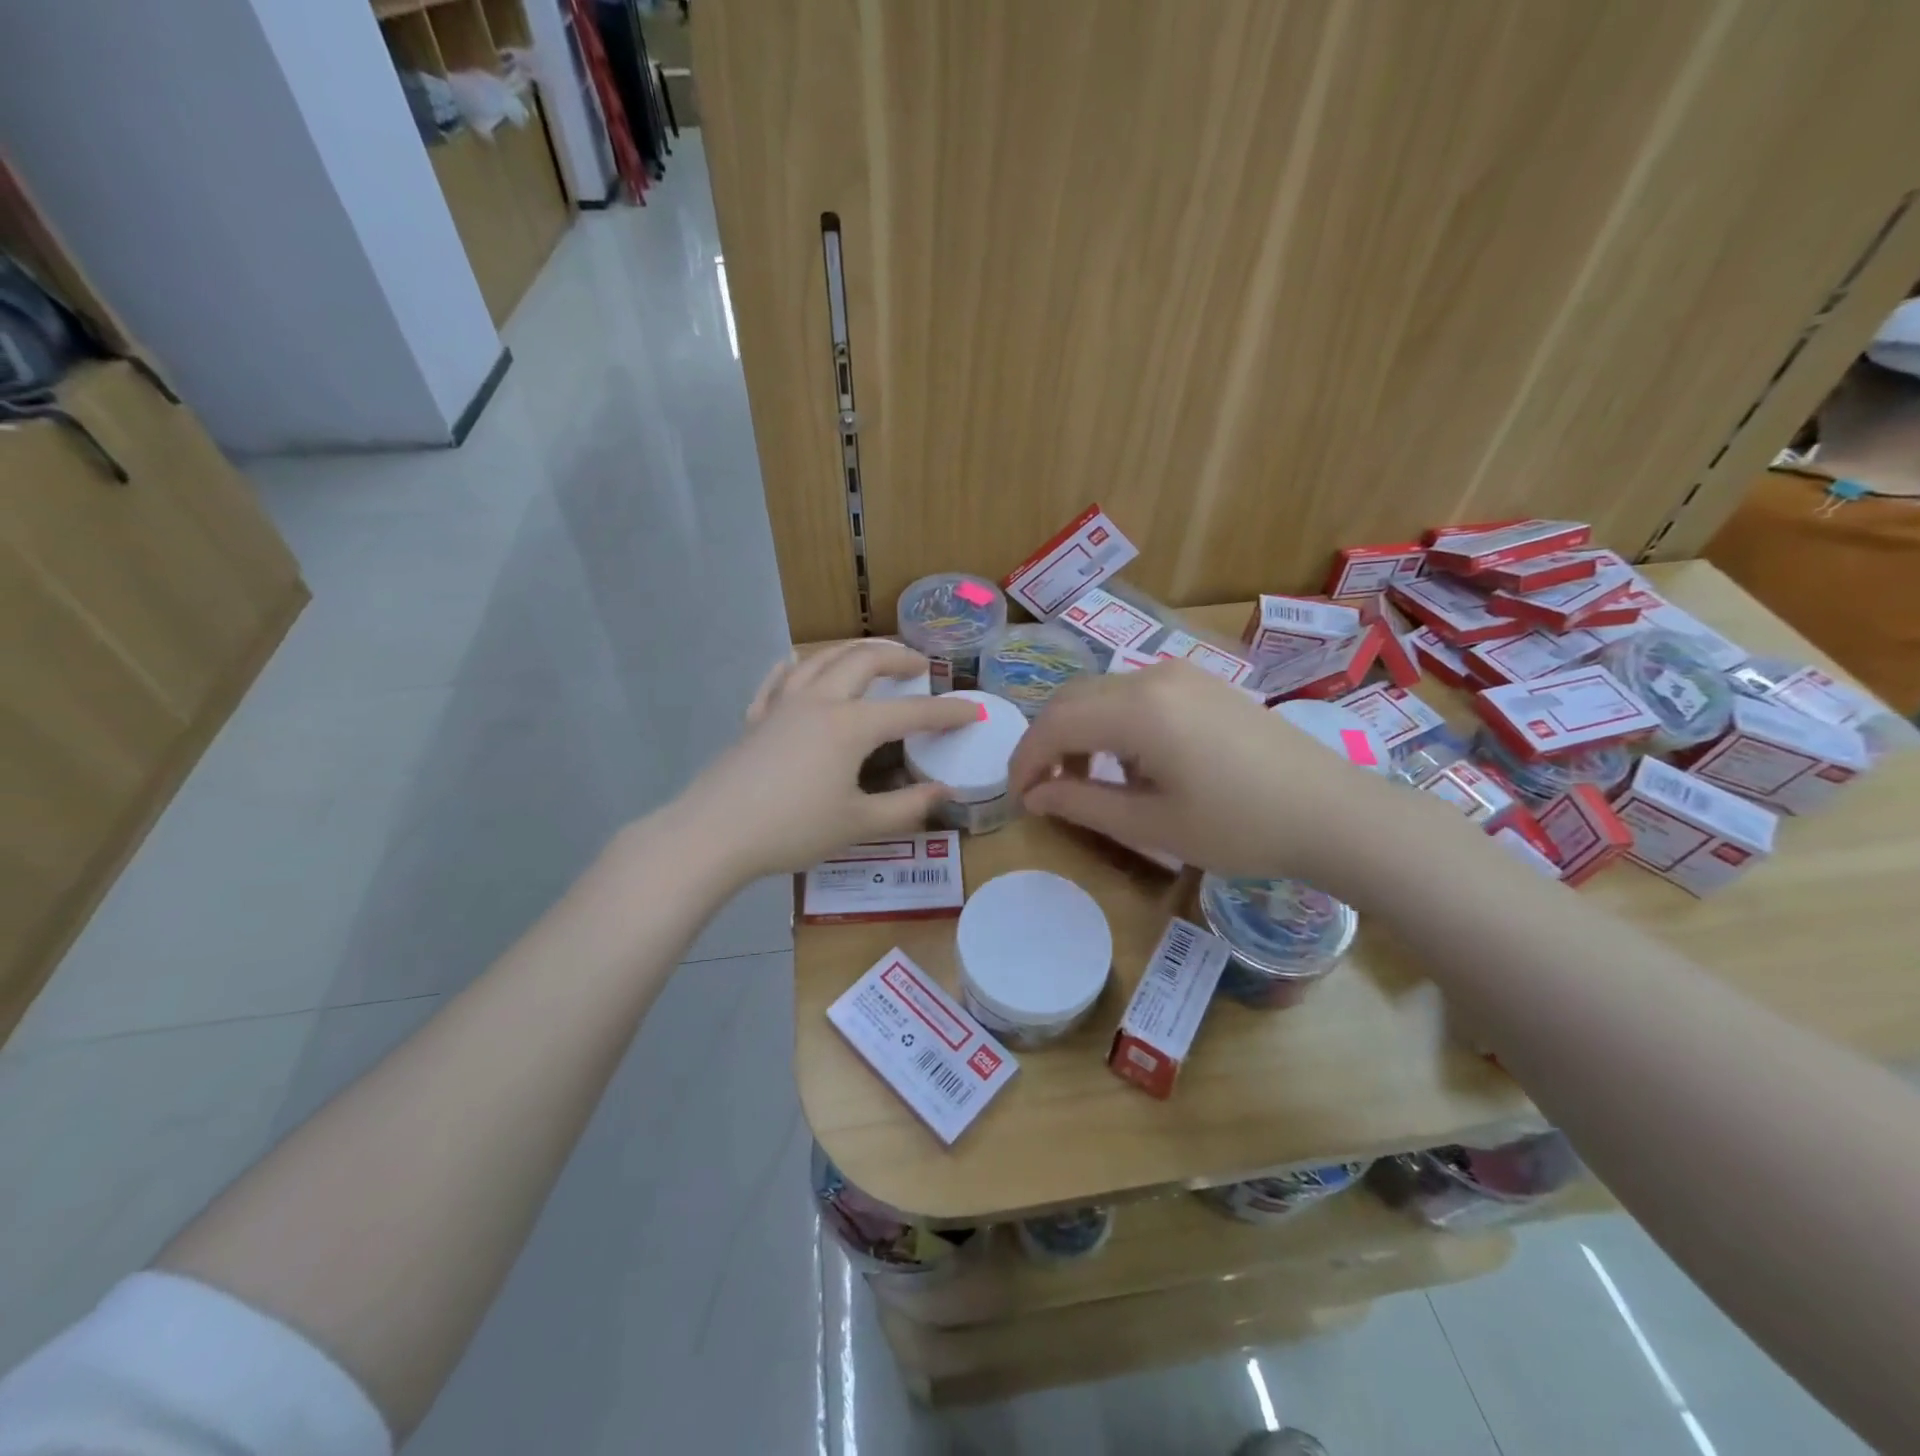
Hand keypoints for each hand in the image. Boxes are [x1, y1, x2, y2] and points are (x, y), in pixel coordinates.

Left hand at [665, 641, 979, 881]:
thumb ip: (906, 807)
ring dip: (853, 650)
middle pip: (864, 661)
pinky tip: (799, 664)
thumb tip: (945, 793)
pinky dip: (797, 666)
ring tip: (871, 656)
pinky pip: (780, 678)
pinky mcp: (756, 718)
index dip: (948, 711)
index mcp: (850, 725)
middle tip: (919, 665)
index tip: (975, 710)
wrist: (714, 834)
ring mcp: (783, 704)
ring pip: (822, 658)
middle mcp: (820, 701)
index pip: (911, 711)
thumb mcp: (858, 824)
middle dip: (897, 657)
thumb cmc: (792, 829)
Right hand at [1009, 661, 1395, 879]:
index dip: (1025, 760)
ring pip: (1102, 692)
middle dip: (1047, 743)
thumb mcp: (1151, 824)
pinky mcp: (1203, 683)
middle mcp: (1152, 677)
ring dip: (1080, 732)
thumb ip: (1081, 804)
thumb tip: (1033, 797)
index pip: (1054, 724)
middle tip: (1044, 791)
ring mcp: (1182, 674)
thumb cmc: (1239, 827)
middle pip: (1072, 699)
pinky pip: (1136, 693)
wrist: (1333, 813)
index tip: (1017, 798)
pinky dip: (1113, 723)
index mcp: (1137, 710)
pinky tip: (1130, 762)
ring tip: (1085, 781)